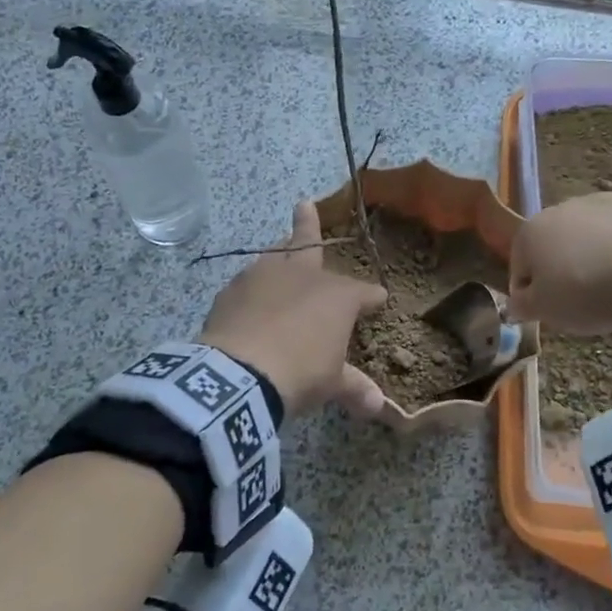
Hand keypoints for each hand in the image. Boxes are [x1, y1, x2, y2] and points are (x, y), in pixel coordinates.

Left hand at [201, 201, 387, 418]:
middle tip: (303, 203)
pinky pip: (247, 282)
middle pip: (309, 243)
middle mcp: (303, 275)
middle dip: (309, 224)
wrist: (240, 373)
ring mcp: (264, 277)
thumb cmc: (300, 372)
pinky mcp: (232, 290)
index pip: (364, 293)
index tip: (379, 300)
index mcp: (337, 295)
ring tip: (279, 247)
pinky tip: (249, 296)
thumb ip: (354, 388)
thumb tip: (378, 406)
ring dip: (279, 251)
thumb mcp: (331, 384)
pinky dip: (253, 287)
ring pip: (275, 255)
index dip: (372, 298)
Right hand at [507, 193, 611, 334]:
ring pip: (589, 232)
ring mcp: (601, 201)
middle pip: (554, 244)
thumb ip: (522, 306)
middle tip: (579, 299)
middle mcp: (560, 208)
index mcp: (531, 232)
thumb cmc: (586, 293)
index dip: (529, 293)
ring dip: (593, 252)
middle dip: (561, 268)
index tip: (545, 312)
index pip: (519, 266)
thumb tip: (513, 304)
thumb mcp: (545, 311)